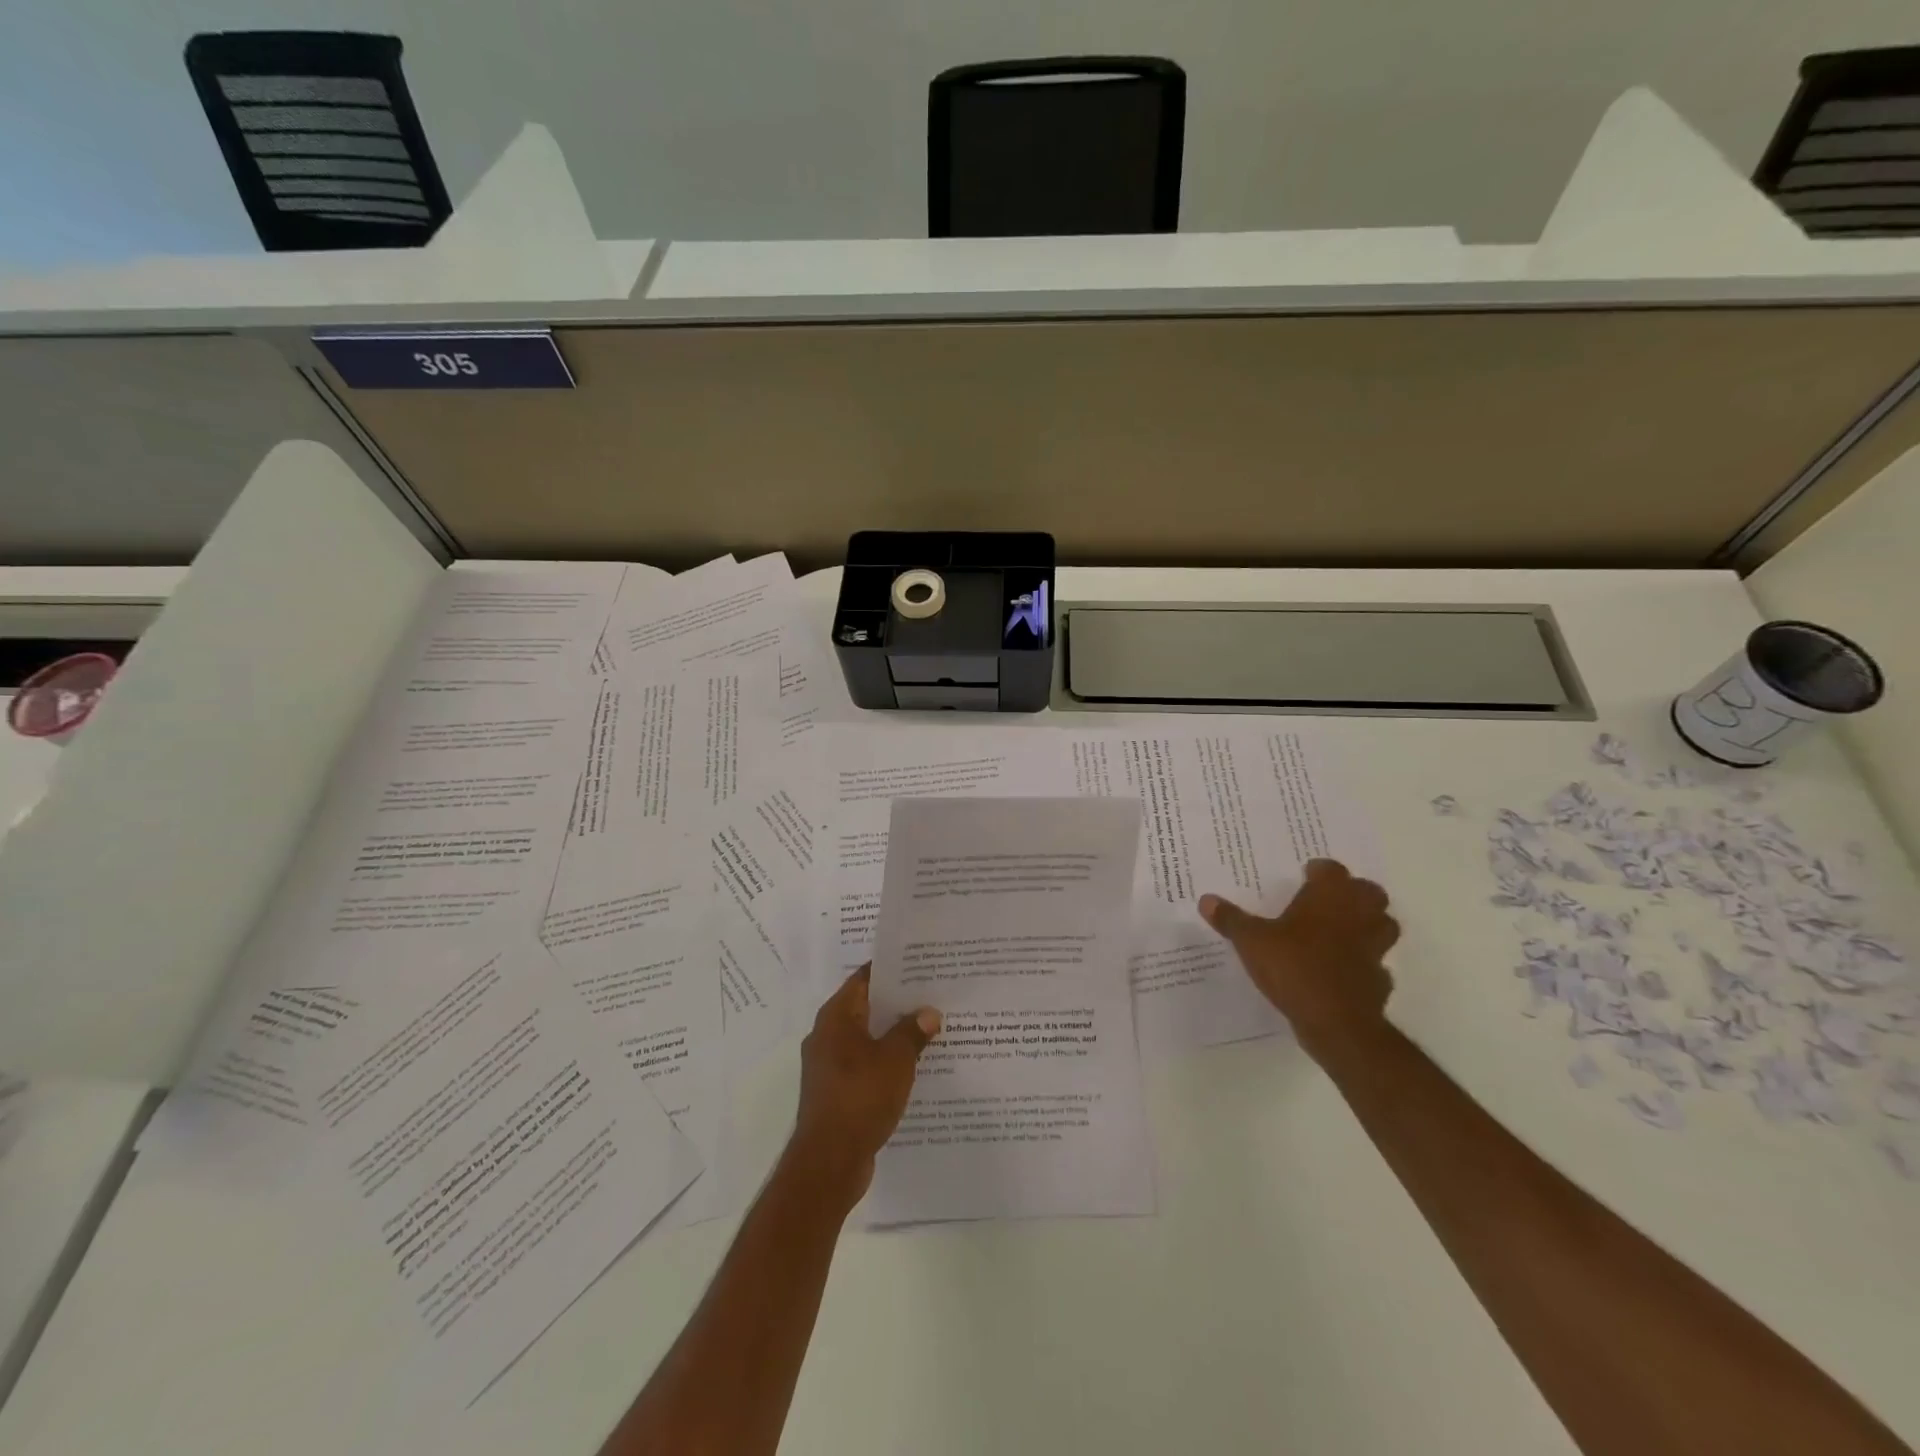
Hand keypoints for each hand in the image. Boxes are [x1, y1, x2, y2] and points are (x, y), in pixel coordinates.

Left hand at [789, 965, 941, 1207]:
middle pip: (866, 1007)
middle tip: (932, 993)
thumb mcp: (896, 1059)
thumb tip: (928, 1012)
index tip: (919, 964)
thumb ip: (913, 1032)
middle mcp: (827, 1035)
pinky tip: (914, 1066)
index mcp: (836, 1017)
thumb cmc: (860, 1097)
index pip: (864, 978)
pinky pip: (865, 1064)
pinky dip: (886, 1061)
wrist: (829, 1162)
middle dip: (898, 1002)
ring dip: (894, 1034)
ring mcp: (829, 1065)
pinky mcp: (836, 1091)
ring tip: (930, 1027)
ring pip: (867, 1038)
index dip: (891, 969)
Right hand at [1199, 858, 1398, 1059]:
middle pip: (1369, 892)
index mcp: (1328, 898)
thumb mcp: (1250, 941)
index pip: (1332, 870)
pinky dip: (1366, 964)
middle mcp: (1356, 916)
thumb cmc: (1293, 967)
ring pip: (1384, 925)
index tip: (1306, 875)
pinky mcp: (1379, 980)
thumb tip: (1206, 900)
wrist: (1335, 1021)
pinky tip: (1345, 971)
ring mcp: (1373, 949)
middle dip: (1354, 893)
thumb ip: (1231, 919)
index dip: (1320, 871)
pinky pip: (1377, 965)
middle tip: (1328, 900)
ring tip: (1343, 930)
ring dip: (1369, 924)